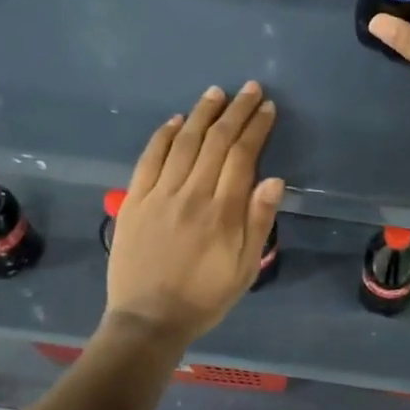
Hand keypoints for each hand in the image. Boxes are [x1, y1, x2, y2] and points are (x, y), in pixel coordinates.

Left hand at [105, 82, 283, 343]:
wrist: (148, 321)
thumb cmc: (205, 296)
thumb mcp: (245, 268)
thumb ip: (259, 221)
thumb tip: (274, 179)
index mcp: (223, 211)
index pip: (243, 156)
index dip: (256, 128)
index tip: (267, 108)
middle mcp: (192, 194)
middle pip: (217, 141)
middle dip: (236, 111)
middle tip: (251, 89)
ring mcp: (160, 195)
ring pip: (185, 142)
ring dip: (203, 113)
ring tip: (217, 92)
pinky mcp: (134, 201)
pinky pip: (150, 159)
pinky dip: (164, 136)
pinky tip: (177, 121)